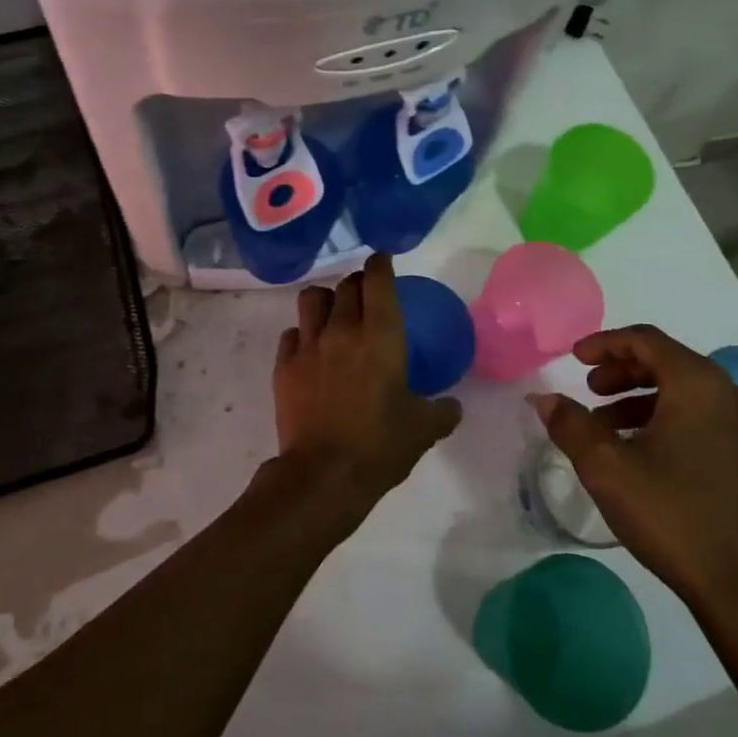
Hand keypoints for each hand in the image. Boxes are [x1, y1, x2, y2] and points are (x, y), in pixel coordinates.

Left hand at [273, 253, 460, 516]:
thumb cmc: (379, 445)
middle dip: (356, 284)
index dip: (380, 264)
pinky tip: (310, 349)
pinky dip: (302, 334)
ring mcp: (309, 345)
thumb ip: (442, 411)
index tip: (382, 260)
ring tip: (333, 314)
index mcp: (381, 335)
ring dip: (325, 299)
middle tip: (365, 295)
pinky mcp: (284, 365)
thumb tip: (453, 406)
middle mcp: (342, 329)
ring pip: (312, 298)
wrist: (323, 475)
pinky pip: (291, 333)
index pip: (377, 280)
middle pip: (345, 285)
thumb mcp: (423, 429)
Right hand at [531, 326, 737, 615]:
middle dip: (620, 371)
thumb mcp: (606, 465)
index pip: (645, 341)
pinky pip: (697, 415)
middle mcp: (727, 393)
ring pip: (681, 390)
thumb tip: (542, 398)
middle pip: (665, 362)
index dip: (604, 343)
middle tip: (588, 389)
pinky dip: (661, 417)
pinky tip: (635, 449)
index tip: (573, 358)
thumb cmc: (671, 513)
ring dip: (637, 397)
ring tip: (602, 425)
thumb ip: (570, 423)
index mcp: (698, 384)